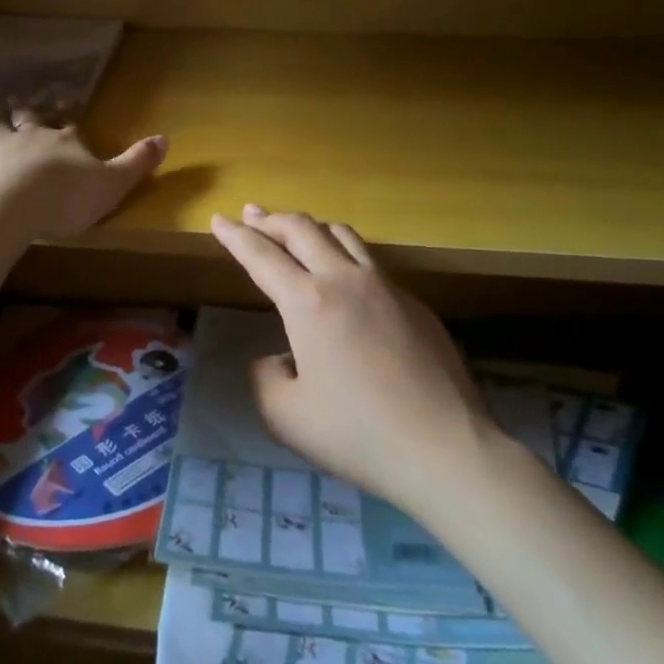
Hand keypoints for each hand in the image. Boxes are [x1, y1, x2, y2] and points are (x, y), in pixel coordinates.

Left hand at [0, 109, 165, 240]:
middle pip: (33, 117)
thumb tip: (166, 138)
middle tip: (25, 97)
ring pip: (1, 123)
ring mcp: (2, 143)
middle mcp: (35, 134)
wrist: (12, 203)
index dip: (69, 113)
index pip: (70, 123)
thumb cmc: (67, 198)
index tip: (66, 101)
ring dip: (0, 116)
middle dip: (31, 108)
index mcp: (68, 140)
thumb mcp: (114, 184)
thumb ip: (137, 162)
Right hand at [210, 206, 493, 512]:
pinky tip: (344, 280)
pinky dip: (344, 255)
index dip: (235, 236)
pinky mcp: (415, 303)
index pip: (261, 255)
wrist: (444, 448)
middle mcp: (345, 280)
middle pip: (301, 228)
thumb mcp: (286, 417)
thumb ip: (266, 378)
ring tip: (296, 233)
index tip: (218, 220)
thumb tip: (279, 359)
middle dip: (270, 219)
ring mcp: (386, 286)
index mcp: (308, 302)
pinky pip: (371, 263)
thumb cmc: (357, 434)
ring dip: (310, 227)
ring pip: (342, 234)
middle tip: (250, 215)